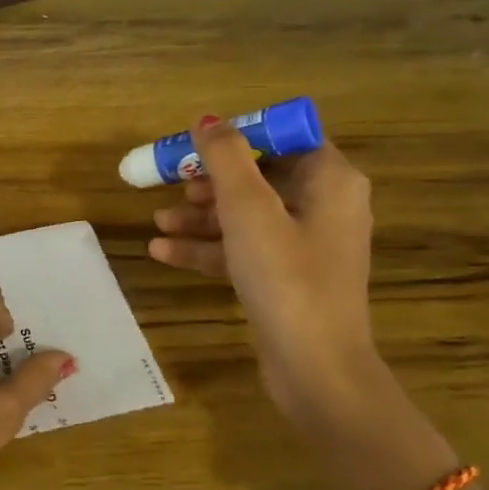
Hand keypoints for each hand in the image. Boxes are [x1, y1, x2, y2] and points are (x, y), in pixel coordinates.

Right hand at [147, 116, 382, 435]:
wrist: (316, 370)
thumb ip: (226, 157)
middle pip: (259, 176)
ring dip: (201, 215)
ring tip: (158, 221)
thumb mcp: (248, 209)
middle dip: (209, 179)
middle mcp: (325, 206)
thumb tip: (208, 119)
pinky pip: (244, 249)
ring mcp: (306, 245)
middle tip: (168, 182)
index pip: (283, 136)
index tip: (193, 145)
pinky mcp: (287, 278)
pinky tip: (163, 253)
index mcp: (330, 180)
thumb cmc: (286, 278)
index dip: (237, 136)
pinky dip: (208, 247)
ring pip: (246, 215)